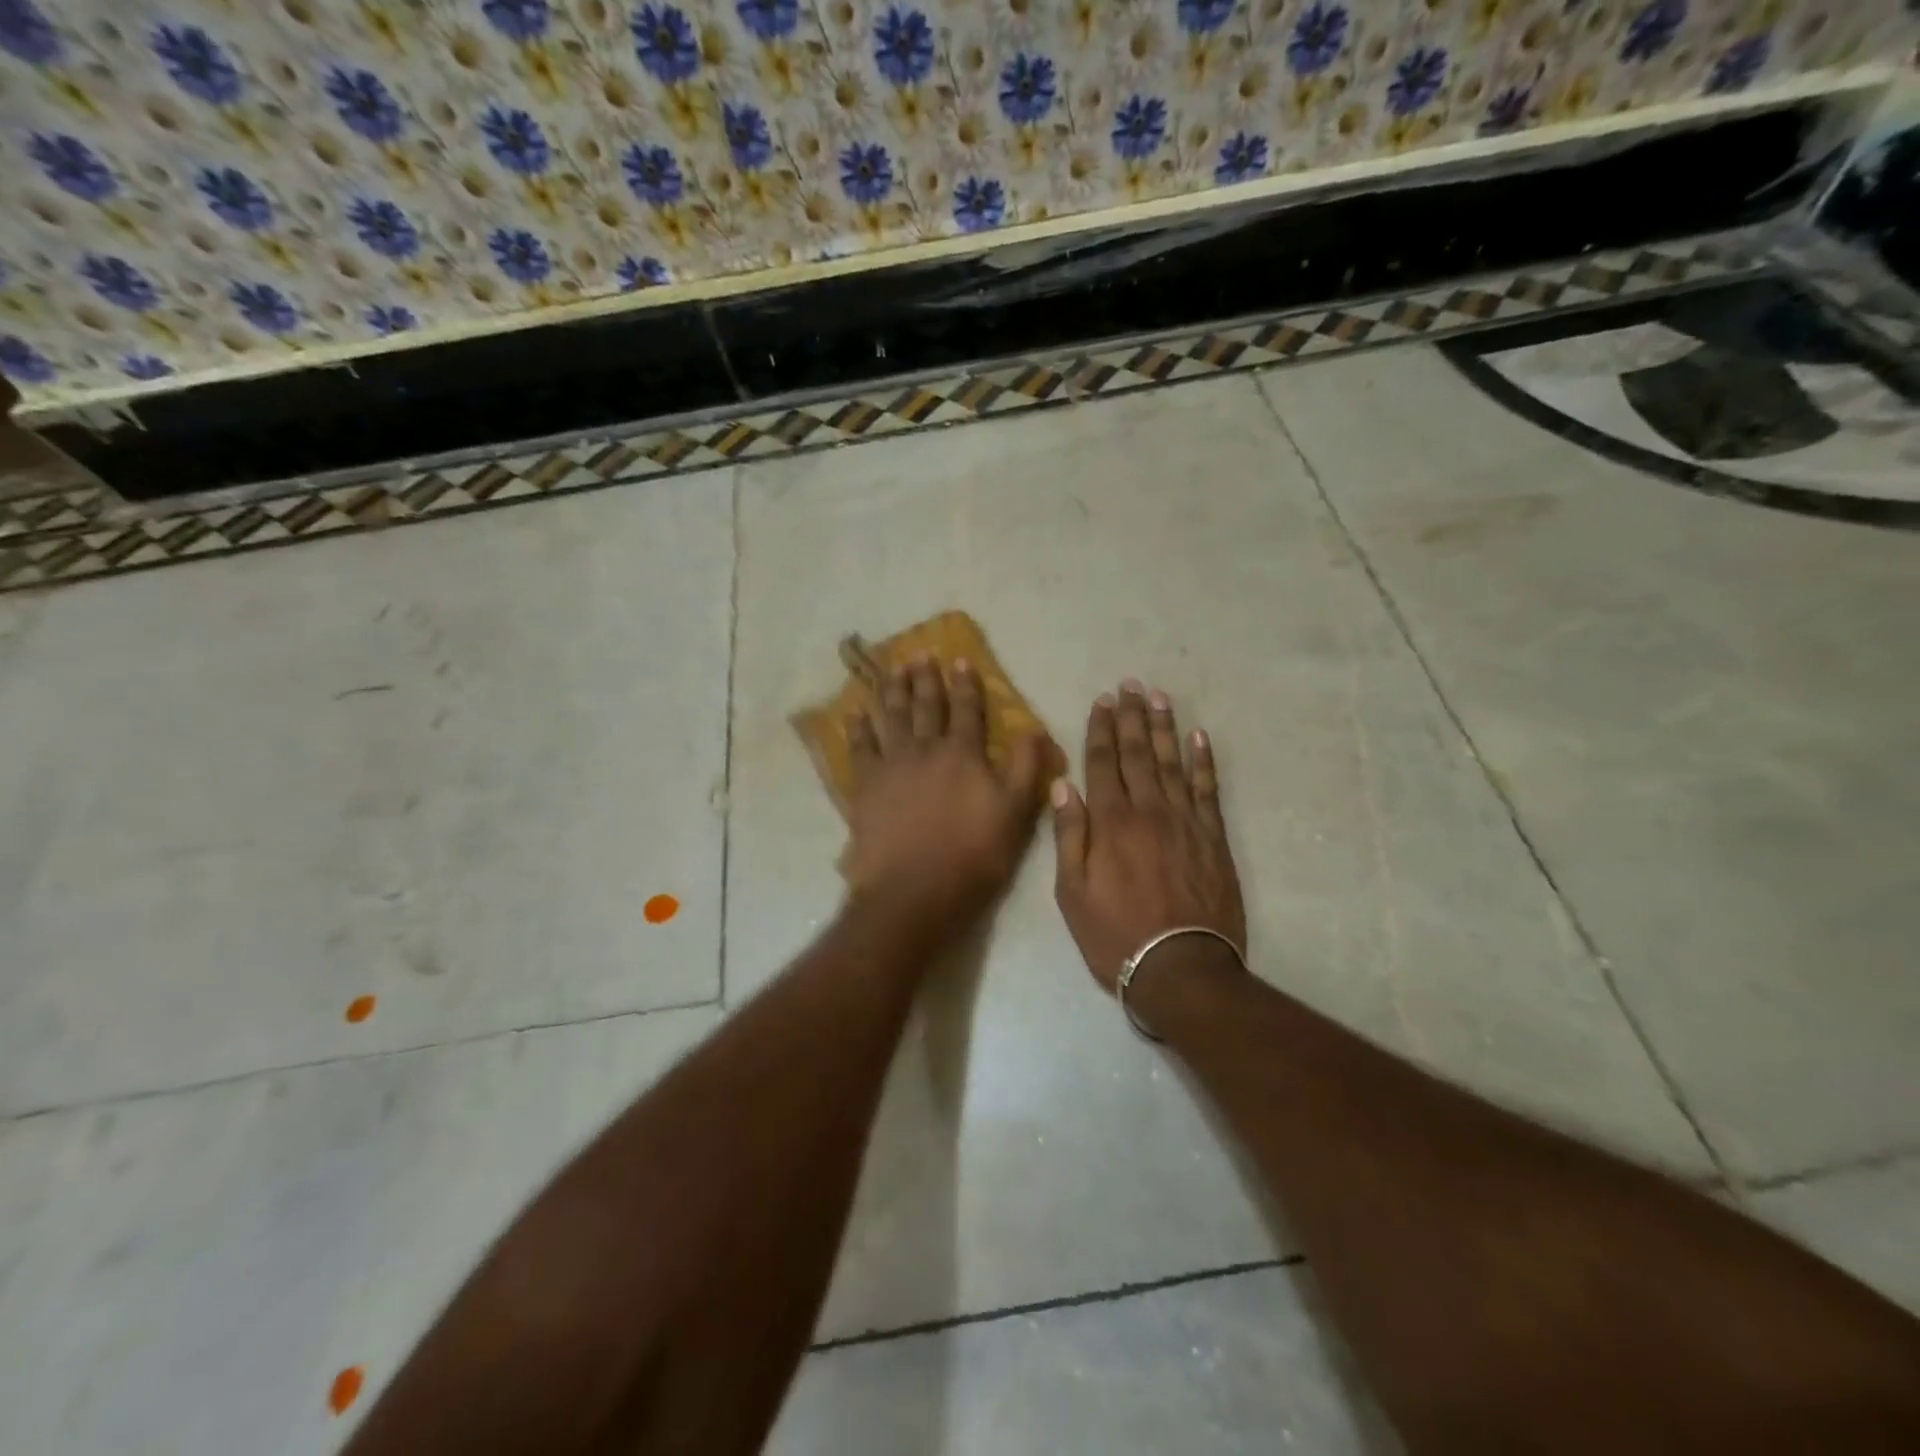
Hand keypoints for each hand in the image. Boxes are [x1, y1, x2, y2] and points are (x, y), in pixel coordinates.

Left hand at [844, 655, 1047, 927]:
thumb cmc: (973, 856)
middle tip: (920, 654)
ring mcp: (892, 765)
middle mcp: (925, 750)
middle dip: (925, 679)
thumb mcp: (1016, 814)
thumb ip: (1026, 768)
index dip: (966, 685)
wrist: (914, 891)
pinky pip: (860, 748)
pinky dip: (857, 728)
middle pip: (925, 706)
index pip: (967, 710)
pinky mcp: (865, 786)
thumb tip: (1034, 727)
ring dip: (892, 691)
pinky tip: (854, 713)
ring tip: (892, 670)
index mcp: (963, 754)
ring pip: (892, 718)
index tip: (961, 661)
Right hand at [1051, 681, 1246, 993]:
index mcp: (1110, 822)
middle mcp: (1148, 810)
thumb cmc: (1115, 935)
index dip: (1100, 729)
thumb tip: (1062, 786)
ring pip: (1173, 762)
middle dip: (1131, 717)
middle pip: (1138, 753)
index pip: (1102, 763)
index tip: (1101, 701)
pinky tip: (1199, 737)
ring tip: (1159, 697)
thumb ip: (1069, 836)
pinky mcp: (1213, 837)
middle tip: (1130, 685)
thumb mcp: (1073, 893)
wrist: (1181, 968)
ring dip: (1165, 727)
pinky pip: (1208, 789)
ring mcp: (1185, 821)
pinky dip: (1204, 761)